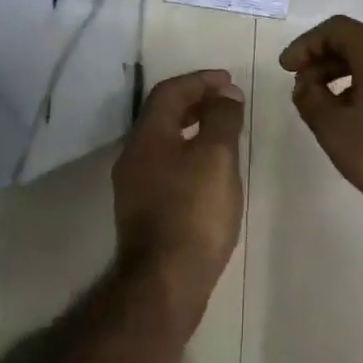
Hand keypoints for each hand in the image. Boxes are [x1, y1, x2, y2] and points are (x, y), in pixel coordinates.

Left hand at [111, 69, 245, 311]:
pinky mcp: (143, 210)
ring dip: (192, 127)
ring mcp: (135, 185)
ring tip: (223, 131)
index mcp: (147, 137)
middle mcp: (133, 156)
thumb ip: (222, 120)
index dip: (200, 80)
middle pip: (162, 114)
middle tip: (228, 101)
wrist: (165, 282)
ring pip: (164, 141)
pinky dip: (188, 152)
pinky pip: (166, 164)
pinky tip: (210, 169)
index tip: (229, 81)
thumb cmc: (194, 213)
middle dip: (196, 101)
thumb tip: (225, 94)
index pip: (170, 92)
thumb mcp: (216, 158)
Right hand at [279, 16, 362, 218]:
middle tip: (303, 87)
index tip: (287, 69)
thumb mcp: (334, 130)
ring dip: (345, 75)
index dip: (306, 45)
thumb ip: (311, 100)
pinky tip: (357, 117)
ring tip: (326, 105)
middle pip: (357, 42)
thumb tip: (305, 85)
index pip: (336, 29)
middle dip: (324, 60)